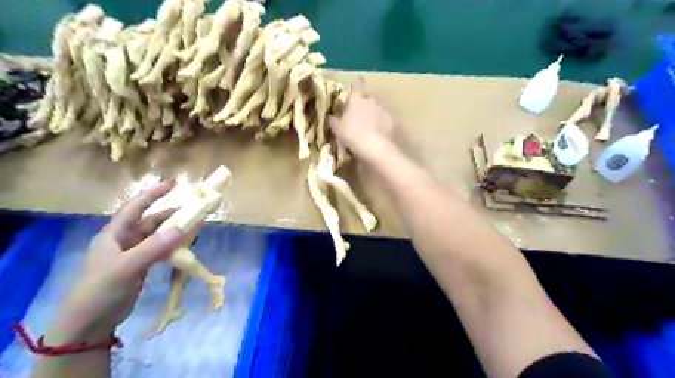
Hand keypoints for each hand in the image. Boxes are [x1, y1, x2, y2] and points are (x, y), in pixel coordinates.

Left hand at [46, 181, 182, 343]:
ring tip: (195, 228)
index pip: (135, 207)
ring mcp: (133, 254)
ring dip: (175, 231)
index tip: (174, 183)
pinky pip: (161, 250)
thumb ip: (153, 247)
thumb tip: (182, 227)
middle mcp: (125, 240)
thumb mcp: (125, 267)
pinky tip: (185, 248)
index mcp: (115, 234)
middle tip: (195, 211)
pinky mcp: (141, 266)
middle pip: (152, 221)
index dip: (153, 193)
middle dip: (172, 215)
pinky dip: (173, 247)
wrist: (88, 324)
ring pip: (158, 236)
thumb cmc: (100, 290)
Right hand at [328, 83, 395, 157]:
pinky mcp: (391, 121)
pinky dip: (382, 123)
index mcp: (356, 100)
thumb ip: (333, 121)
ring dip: (374, 113)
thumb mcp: (337, 129)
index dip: (357, 84)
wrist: (374, 146)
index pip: (357, 86)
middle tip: (360, 111)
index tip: (358, 83)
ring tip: (369, 124)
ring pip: (377, 107)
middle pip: (369, 97)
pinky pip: (385, 119)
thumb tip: (330, 117)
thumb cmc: (352, 134)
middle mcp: (370, 101)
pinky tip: (378, 132)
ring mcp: (382, 110)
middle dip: (365, 102)